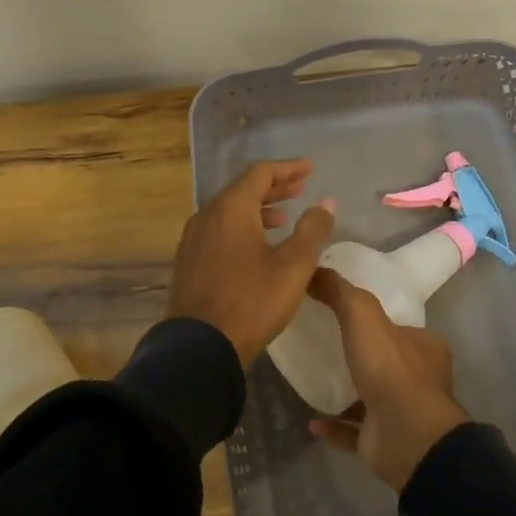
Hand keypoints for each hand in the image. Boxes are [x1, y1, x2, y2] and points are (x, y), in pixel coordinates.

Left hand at [168, 159, 336, 365]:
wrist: (200, 346)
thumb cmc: (252, 301)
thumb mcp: (293, 265)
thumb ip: (312, 229)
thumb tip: (326, 202)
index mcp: (231, 209)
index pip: (260, 173)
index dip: (287, 168)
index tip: (309, 168)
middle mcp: (207, 216)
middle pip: (242, 189)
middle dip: (273, 187)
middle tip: (300, 187)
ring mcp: (193, 239)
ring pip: (228, 211)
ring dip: (257, 208)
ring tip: (283, 217)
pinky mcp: (189, 262)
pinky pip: (218, 230)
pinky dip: (241, 227)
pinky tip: (256, 246)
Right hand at [305, 269, 469, 491]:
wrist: (406, 435)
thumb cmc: (390, 368)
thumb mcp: (363, 316)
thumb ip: (341, 293)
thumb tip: (315, 269)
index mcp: (425, 348)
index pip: (401, 329)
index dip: (378, 322)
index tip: (346, 316)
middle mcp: (421, 380)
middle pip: (389, 363)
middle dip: (364, 357)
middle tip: (327, 348)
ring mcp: (404, 414)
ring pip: (374, 399)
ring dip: (349, 393)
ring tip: (316, 382)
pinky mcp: (386, 442)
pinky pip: (356, 432)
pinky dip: (336, 426)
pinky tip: (313, 420)